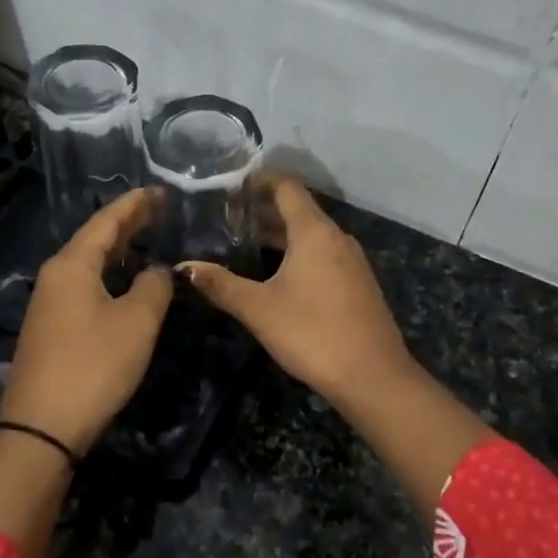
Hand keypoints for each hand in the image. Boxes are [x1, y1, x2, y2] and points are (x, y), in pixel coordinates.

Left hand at [0, 188, 172, 453]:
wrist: (42, 426)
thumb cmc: (93, 365)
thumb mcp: (137, 322)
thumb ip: (154, 286)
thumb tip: (159, 270)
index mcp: (72, 265)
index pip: (106, 221)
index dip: (135, 204)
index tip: (159, 191)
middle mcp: (55, 276)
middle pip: (94, 239)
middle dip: (127, 223)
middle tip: (158, 209)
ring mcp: (50, 304)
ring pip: (89, 264)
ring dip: (118, 250)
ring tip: (146, 238)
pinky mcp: (52, 328)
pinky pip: (84, 286)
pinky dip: (108, 274)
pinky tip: (125, 282)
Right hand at [181, 176, 414, 408]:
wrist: (373, 376)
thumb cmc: (312, 333)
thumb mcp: (259, 309)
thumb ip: (221, 285)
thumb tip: (184, 268)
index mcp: (314, 232)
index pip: (286, 186)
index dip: (259, 181)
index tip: (229, 187)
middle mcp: (336, 237)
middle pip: (298, 209)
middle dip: (264, 210)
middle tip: (226, 218)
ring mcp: (352, 260)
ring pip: (311, 234)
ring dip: (281, 234)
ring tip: (245, 244)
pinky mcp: (358, 283)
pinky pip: (323, 254)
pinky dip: (299, 253)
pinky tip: (278, 274)